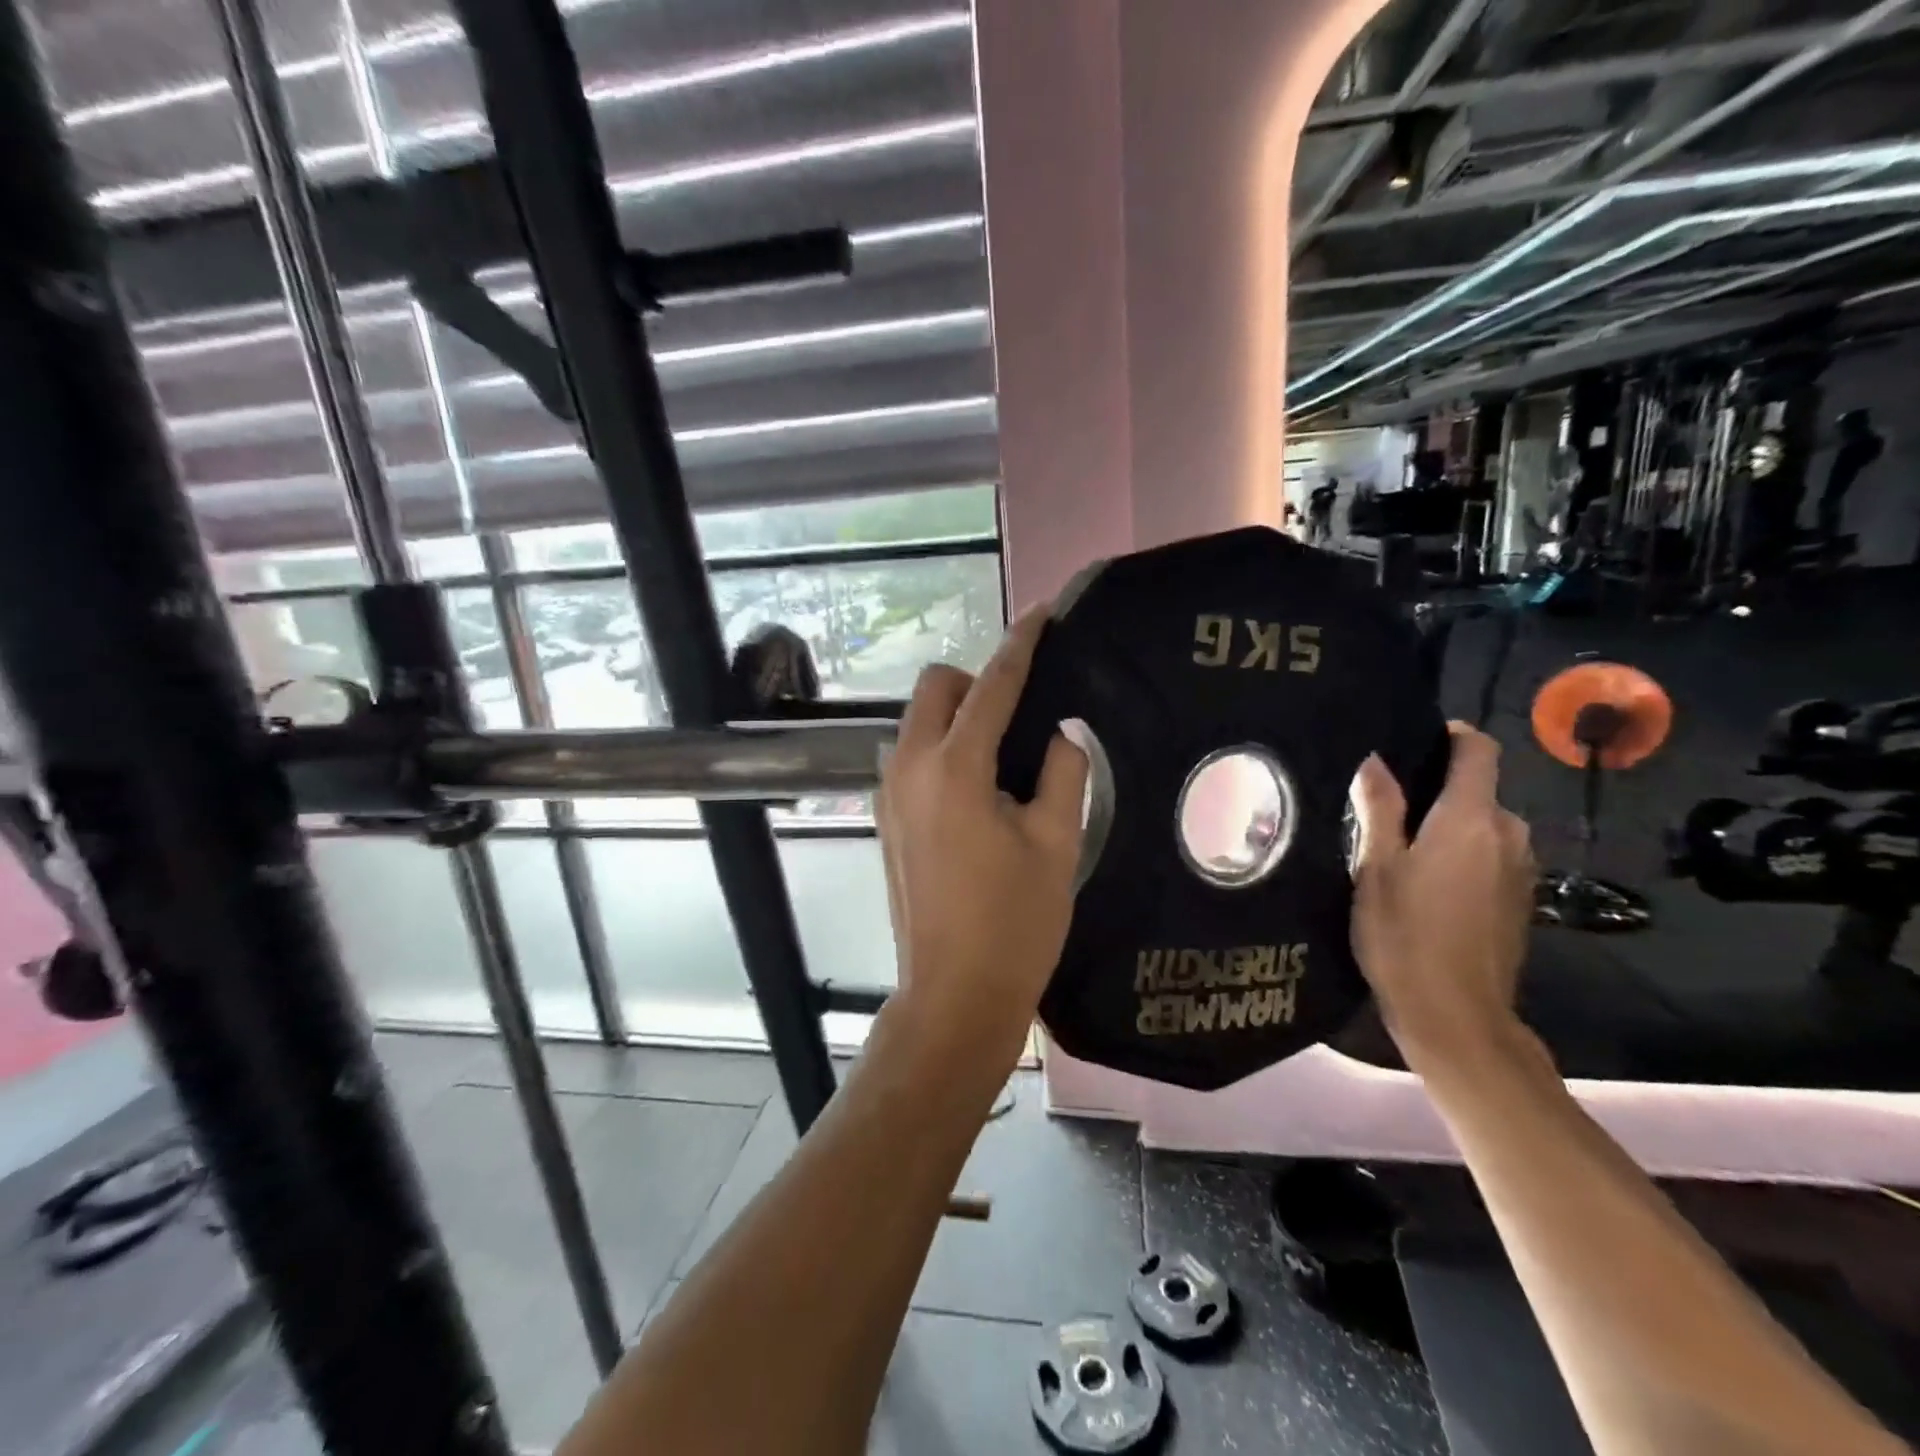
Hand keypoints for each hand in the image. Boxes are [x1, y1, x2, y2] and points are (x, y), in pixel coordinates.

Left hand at [875, 612, 1087, 1056]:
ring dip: (956, 719)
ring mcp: (888, 794)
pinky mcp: (884, 819)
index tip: (1041, 616)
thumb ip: (1062, 773)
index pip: (993, 685)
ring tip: (1002, 759)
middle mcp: (909, 768)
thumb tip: (1057, 735)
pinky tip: (975, 792)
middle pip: (936, 689)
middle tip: (1020, 717)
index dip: (1021, 645)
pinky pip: (910, 757)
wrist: (954, 995)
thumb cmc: (1014, 923)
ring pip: (917, 722)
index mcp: (955, 767)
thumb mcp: (1056, 843)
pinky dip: (940, 750)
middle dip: (976, 683)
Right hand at [1348, 724, 1534, 1072]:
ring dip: (1450, 824)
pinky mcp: (1522, 899)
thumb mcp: (1377, 868)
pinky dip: (1464, 853)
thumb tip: (1375, 761)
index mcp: (1472, 819)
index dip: (1452, 736)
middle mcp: (1509, 834)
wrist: (1457, 1016)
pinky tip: (1428, 881)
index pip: (1479, 751)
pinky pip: (1492, 855)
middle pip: (1480, 789)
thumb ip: (1380, 809)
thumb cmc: (1405, 935)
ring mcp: (1522, 870)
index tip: (1416, 742)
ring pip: (1485, 824)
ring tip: (1401, 845)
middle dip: (1438, 788)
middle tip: (1386, 806)